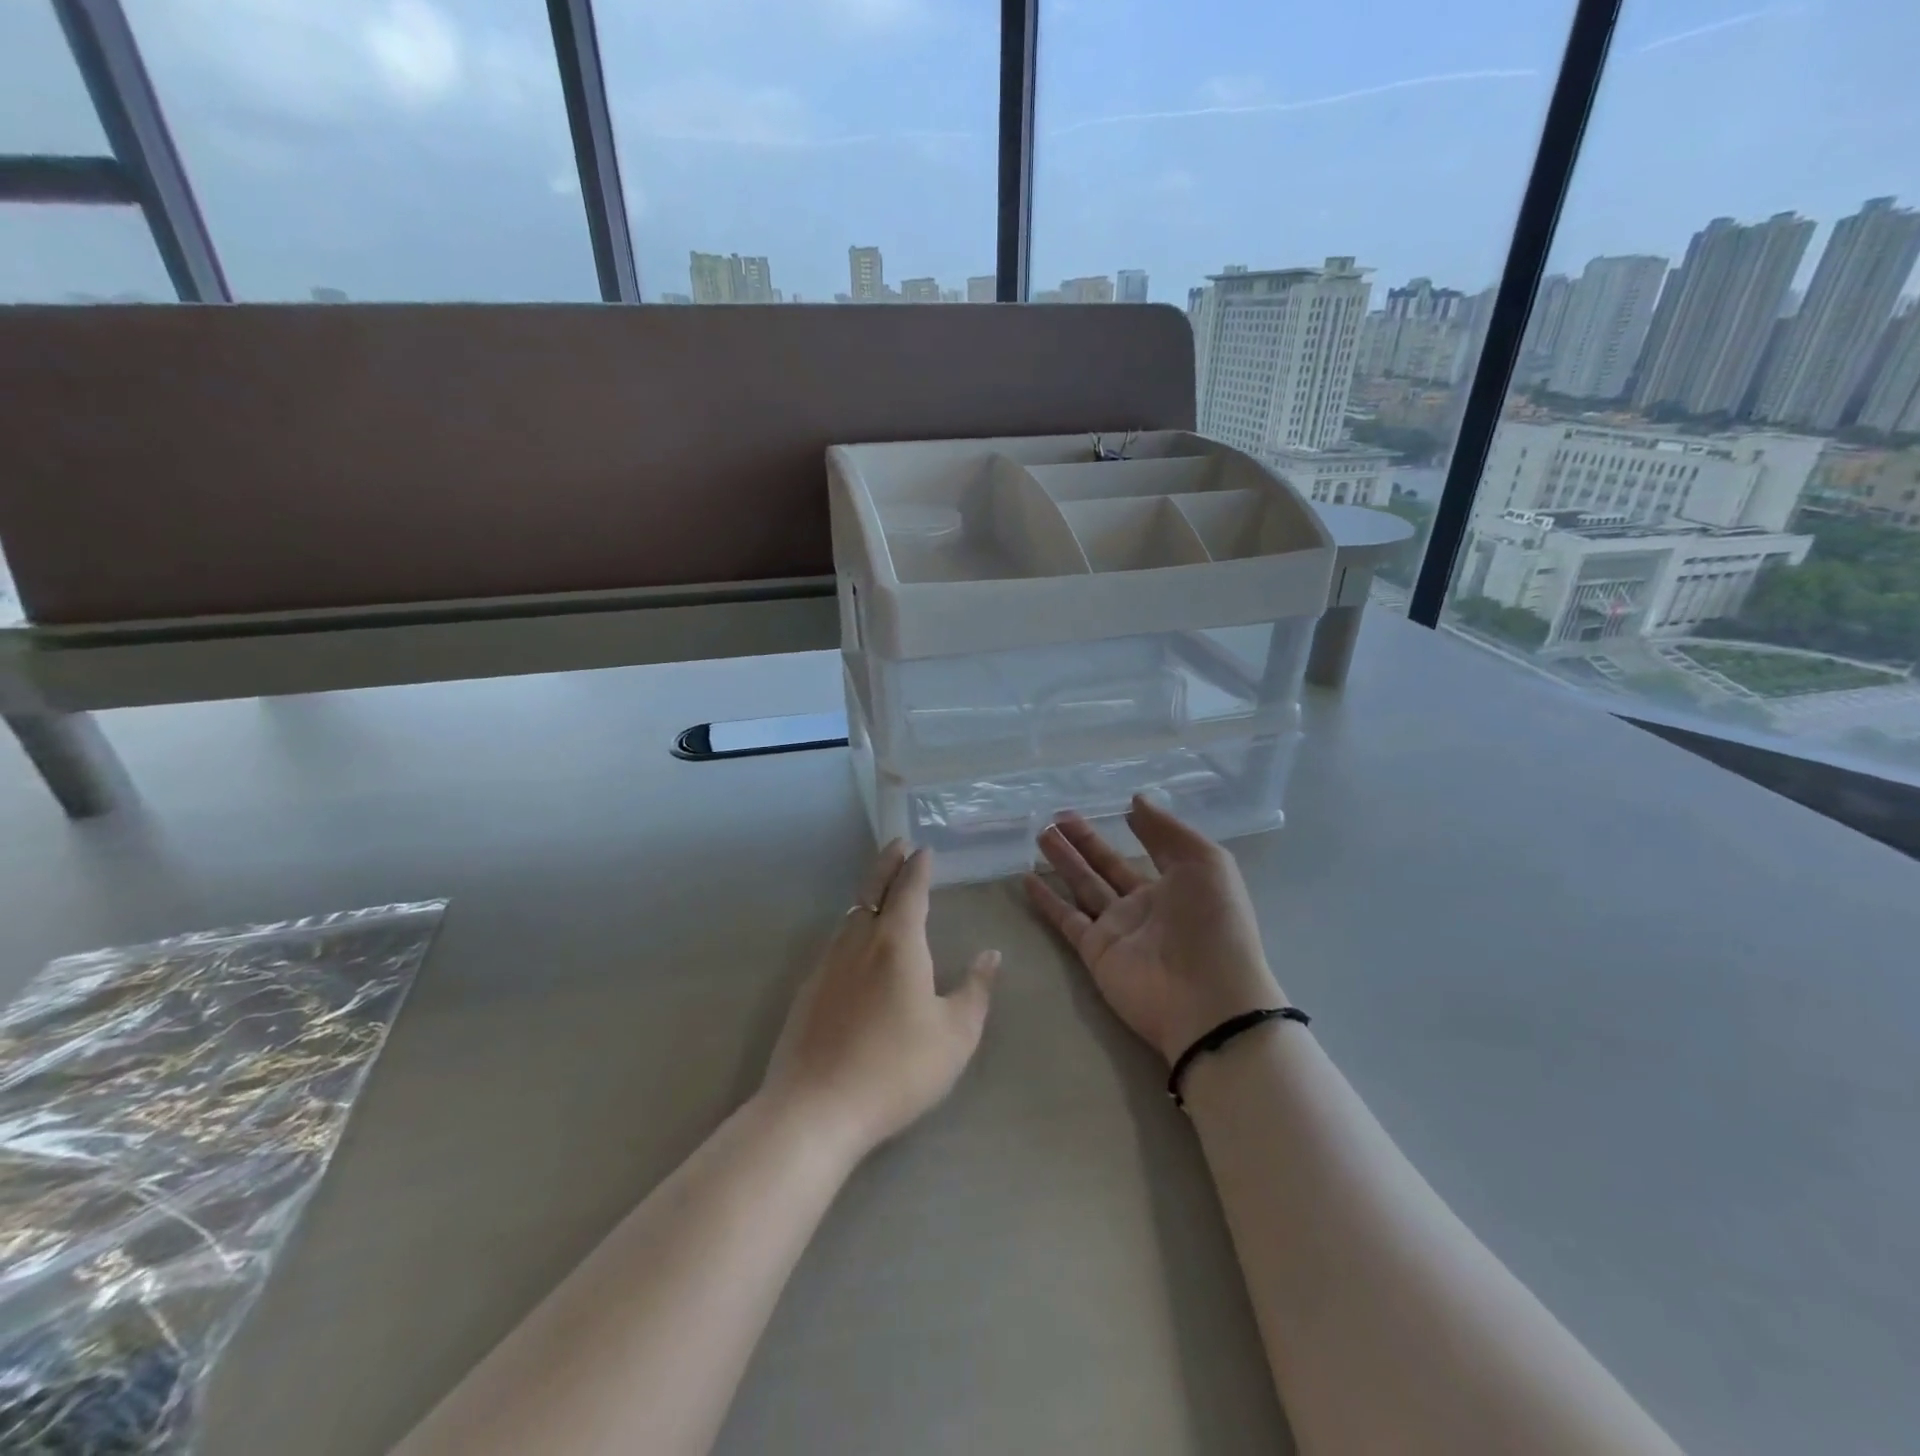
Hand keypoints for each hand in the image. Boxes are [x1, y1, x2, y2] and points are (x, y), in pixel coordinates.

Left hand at [760, 841, 998, 1163]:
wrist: (815, 1108)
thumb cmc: (896, 1069)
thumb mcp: (955, 1036)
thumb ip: (976, 991)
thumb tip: (990, 955)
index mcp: (897, 943)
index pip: (909, 890)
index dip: (917, 867)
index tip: (923, 849)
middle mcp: (859, 941)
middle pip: (873, 890)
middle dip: (888, 864)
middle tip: (898, 845)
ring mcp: (828, 964)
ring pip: (850, 915)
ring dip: (868, 894)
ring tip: (881, 891)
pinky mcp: (808, 990)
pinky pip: (835, 941)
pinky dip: (852, 926)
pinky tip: (855, 945)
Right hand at [1024, 796, 1283, 1065]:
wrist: (1206, 999)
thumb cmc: (1213, 923)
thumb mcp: (1205, 863)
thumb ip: (1167, 830)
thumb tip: (1136, 800)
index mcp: (1178, 885)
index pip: (1152, 849)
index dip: (1137, 829)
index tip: (1116, 807)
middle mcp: (1145, 905)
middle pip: (1107, 865)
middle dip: (1085, 840)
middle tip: (1058, 815)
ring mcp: (1118, 928)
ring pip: (1083, 885)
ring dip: (1063, 860)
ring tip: (1040, 833)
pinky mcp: (1095, 951)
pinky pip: (1066, 918)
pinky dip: (1046, 900)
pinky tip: (1027, 877)